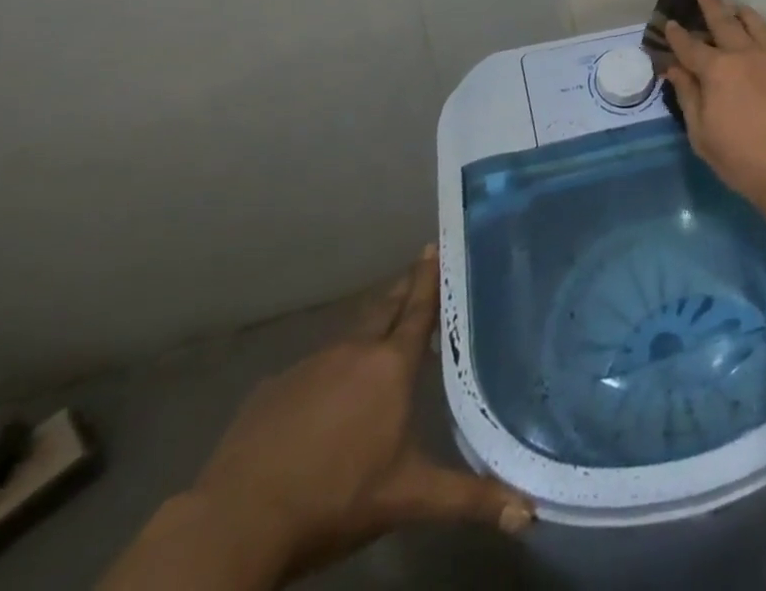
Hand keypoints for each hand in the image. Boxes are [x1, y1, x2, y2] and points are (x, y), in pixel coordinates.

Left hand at [190, 246, 532, 581]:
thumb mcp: (408, 498)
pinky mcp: (273, 388)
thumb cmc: (335, 500)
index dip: (429, 276)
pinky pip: (312, 366)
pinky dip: (329, 367)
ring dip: (369, 327)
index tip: (436, 244)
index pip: (419, 307)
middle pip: (385, 307)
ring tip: (381, 329)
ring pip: (349, 335)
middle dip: (404, 289)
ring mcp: (310, 365)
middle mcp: (355, 351)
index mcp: (391, 366)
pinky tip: (325, 391)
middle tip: (419, 269)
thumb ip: (468, 498)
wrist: (236, 522)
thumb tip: (528, 512)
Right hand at [662, 0, 765, 222]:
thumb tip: (675, 70)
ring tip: (738, 7)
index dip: (678, 35)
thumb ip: (689, 98)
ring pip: (759, 26)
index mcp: (718, 71)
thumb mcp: (703, 136)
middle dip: (711, 5)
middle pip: (725, 23)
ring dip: (745, 15)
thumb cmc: (744, 160)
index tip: (670, 22)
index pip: (691, 47)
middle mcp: (747, 55)